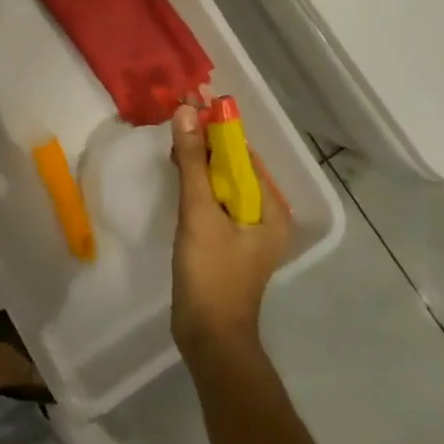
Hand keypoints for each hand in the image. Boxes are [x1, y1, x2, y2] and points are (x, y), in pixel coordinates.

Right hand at [169, 104, 291, 360]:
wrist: (209, 338)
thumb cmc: (210, 274)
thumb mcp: (199, 212)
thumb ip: (193, 162)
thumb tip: (186, 111)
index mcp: (271, 208)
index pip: (244, 154)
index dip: (217, 129)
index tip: (189, 105)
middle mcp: (266, 215)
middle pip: (234, 168)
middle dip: (206, 144)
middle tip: (175, 121)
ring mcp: (247, 231)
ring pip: (223, 185)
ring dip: (200, 163)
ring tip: (172, 143)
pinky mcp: (228, 242)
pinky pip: (215, 202)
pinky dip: (198, 186)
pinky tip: (178, 175)